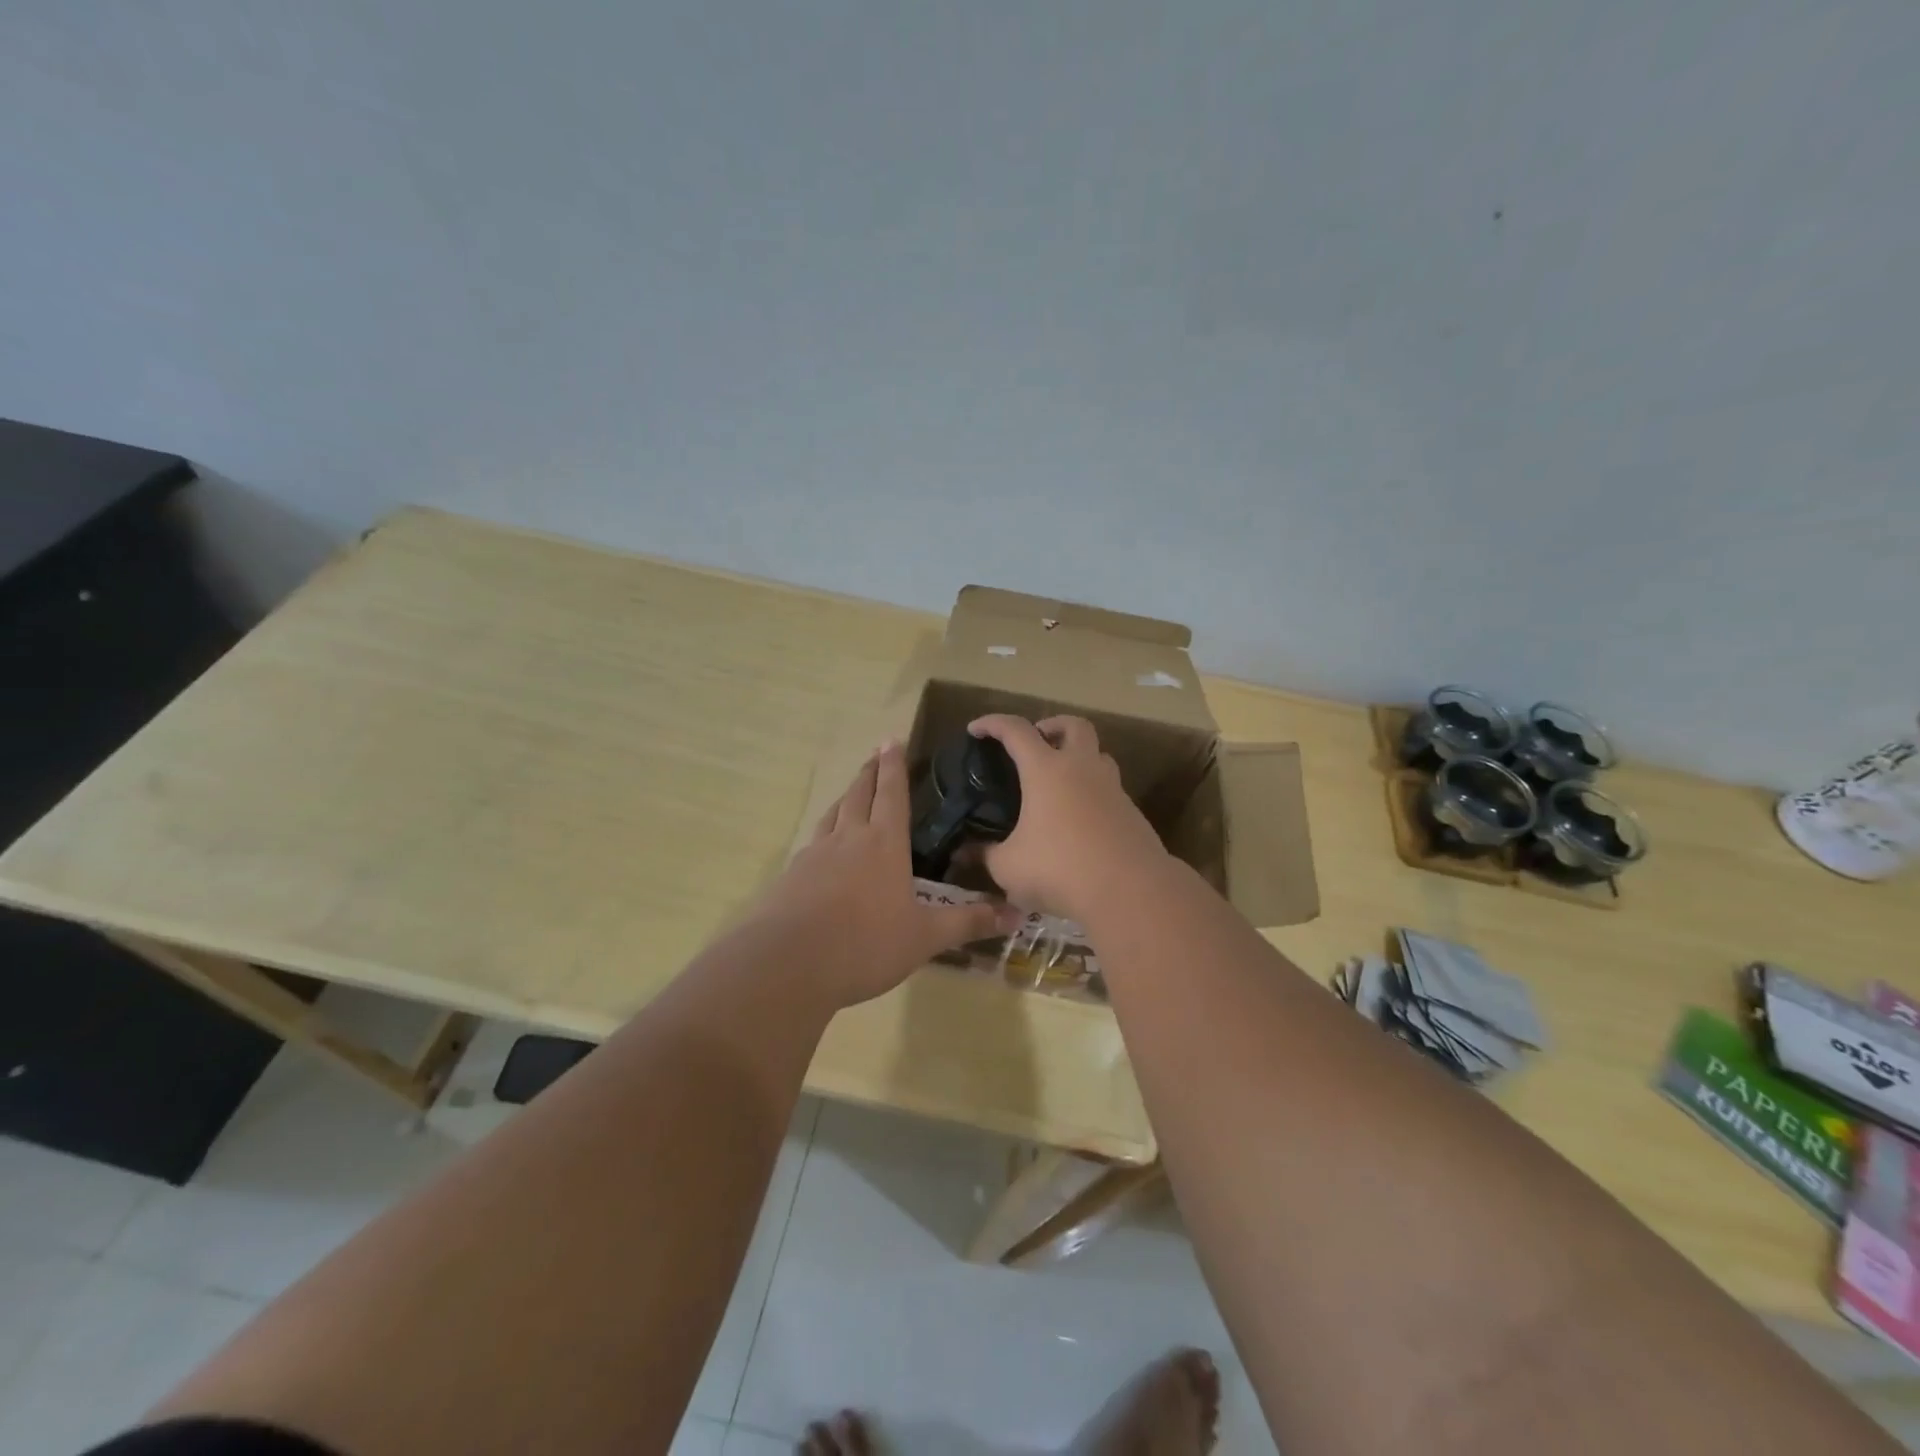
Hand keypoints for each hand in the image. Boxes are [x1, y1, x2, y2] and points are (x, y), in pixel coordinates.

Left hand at [749, 741, 1018, 1007]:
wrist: (788, 964)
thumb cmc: (865, 944)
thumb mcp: (924, 937)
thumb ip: (968, 923)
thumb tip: (1017, 915)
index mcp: (884, 844)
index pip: (892, 793)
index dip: (894, 766)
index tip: (892, 740)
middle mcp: (848, 839)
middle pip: (859, 794)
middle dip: (869, 772)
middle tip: (875, 754)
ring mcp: (814, 855)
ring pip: (832, 814)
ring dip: (845, 797)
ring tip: (852, 792)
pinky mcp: (791, 876)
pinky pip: (813, 843)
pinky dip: (824, 832)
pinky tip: (823, 848)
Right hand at [967, 715, 1168, 921]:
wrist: (1130, 891)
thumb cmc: (1059, 869)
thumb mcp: (1009, 867)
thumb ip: (986, 855)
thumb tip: (966, 852)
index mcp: (1046, 770)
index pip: (1016, 730)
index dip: (993, 724)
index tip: (976, 730)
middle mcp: (1082, 769)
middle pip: (1074, 726)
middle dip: (1053, 725)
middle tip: (1037, 741)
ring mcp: (1113, 789)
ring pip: (1099, 755)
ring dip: (1079, 757)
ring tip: (1061, 781)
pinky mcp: (1132, 814)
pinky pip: (1110, 790)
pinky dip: (1092, 794)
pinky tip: (1080, 821)